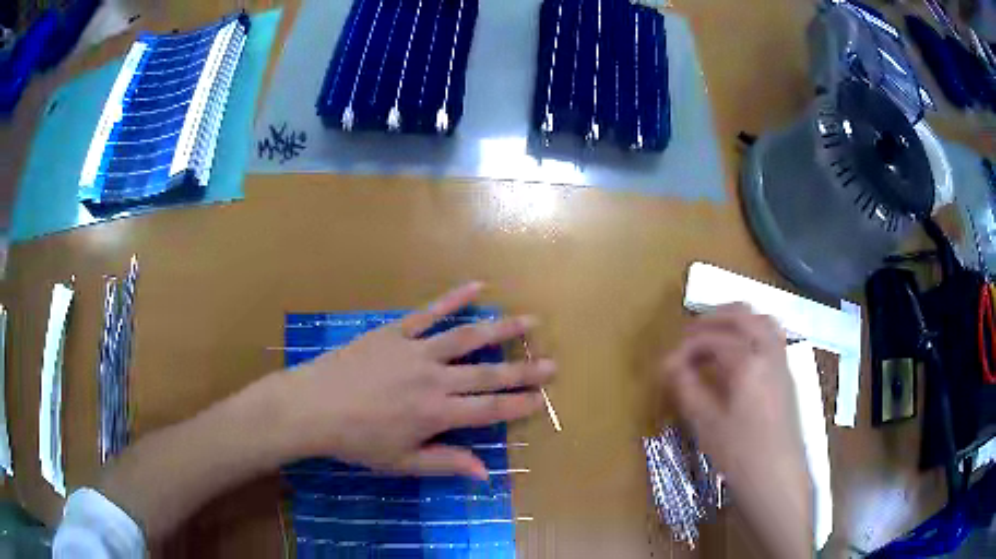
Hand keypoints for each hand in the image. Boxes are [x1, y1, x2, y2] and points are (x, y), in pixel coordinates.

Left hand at [279, 282, 554, 478]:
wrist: (312, 407)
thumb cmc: (356, 441)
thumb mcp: (401, 462)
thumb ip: (445, 463)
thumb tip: (486, 472)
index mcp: (436, 414)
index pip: (489, 409)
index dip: (518, 404)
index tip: (542, 399)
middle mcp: (434, 379)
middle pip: (488, 373)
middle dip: (523, 369)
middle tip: (552, 363)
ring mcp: (415, 350)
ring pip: (467, 337)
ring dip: (501, 328)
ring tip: (529, 320)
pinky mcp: (395, 331)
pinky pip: (429, 312)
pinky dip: (454, 298)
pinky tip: (477, 285)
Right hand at [659, 304, 811, 557]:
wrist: (777, 477)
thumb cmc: (740, 454)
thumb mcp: (706, 423)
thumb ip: (687, 387)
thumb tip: (668, 364)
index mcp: (748, 362)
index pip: (712, 338)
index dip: (686, 346)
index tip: (667, 363)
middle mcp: (768, 351)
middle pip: (741, 314)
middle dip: (712, 318)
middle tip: (688, 335)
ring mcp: (782, 361)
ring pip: (761, 320)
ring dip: (736, 320)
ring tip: (714, 336)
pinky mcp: (787, 374)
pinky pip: (772, 335)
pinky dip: (752, 331)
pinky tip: (739, 355)